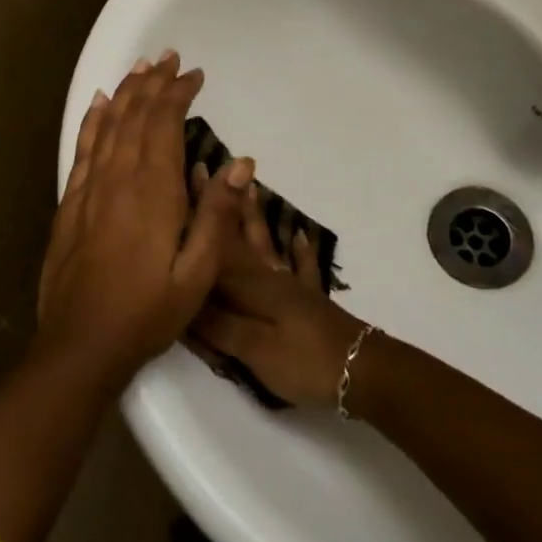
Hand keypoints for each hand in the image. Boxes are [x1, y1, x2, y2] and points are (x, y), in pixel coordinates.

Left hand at [37, 52, 254, 380]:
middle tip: (169, 57)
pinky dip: (92, 121)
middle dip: (154, 83)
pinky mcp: (70, 204)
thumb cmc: (148, 312)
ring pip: (108, 125)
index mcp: (153, 192)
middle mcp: (119, 179)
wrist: (81, 345)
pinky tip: (98, 104)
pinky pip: (82, 149)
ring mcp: (90, 189)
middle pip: (136, 116)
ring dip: (125, 93)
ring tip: (140, 67)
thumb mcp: (198, 274)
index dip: (178, 94)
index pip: (165, 125)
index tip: (194, 75)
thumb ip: (217, 216)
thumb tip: (239, 164)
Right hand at [188, 189, 366, 407]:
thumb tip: (181, 297)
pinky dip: (300, 250)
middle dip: (221, 205)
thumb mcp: (252, 348)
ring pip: (268, 244)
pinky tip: (301, 234)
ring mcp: (292, 286)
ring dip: (255, 217)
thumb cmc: (302, 359)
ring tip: (250, 187)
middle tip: (207, 171)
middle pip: (238, 236)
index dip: (198, 213)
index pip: (215, 243)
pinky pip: (302, 268)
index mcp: (249, 285)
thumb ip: (216, 325)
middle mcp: (268, 277)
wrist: (360, 370)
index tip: (184, 178)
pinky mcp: (310, 301)